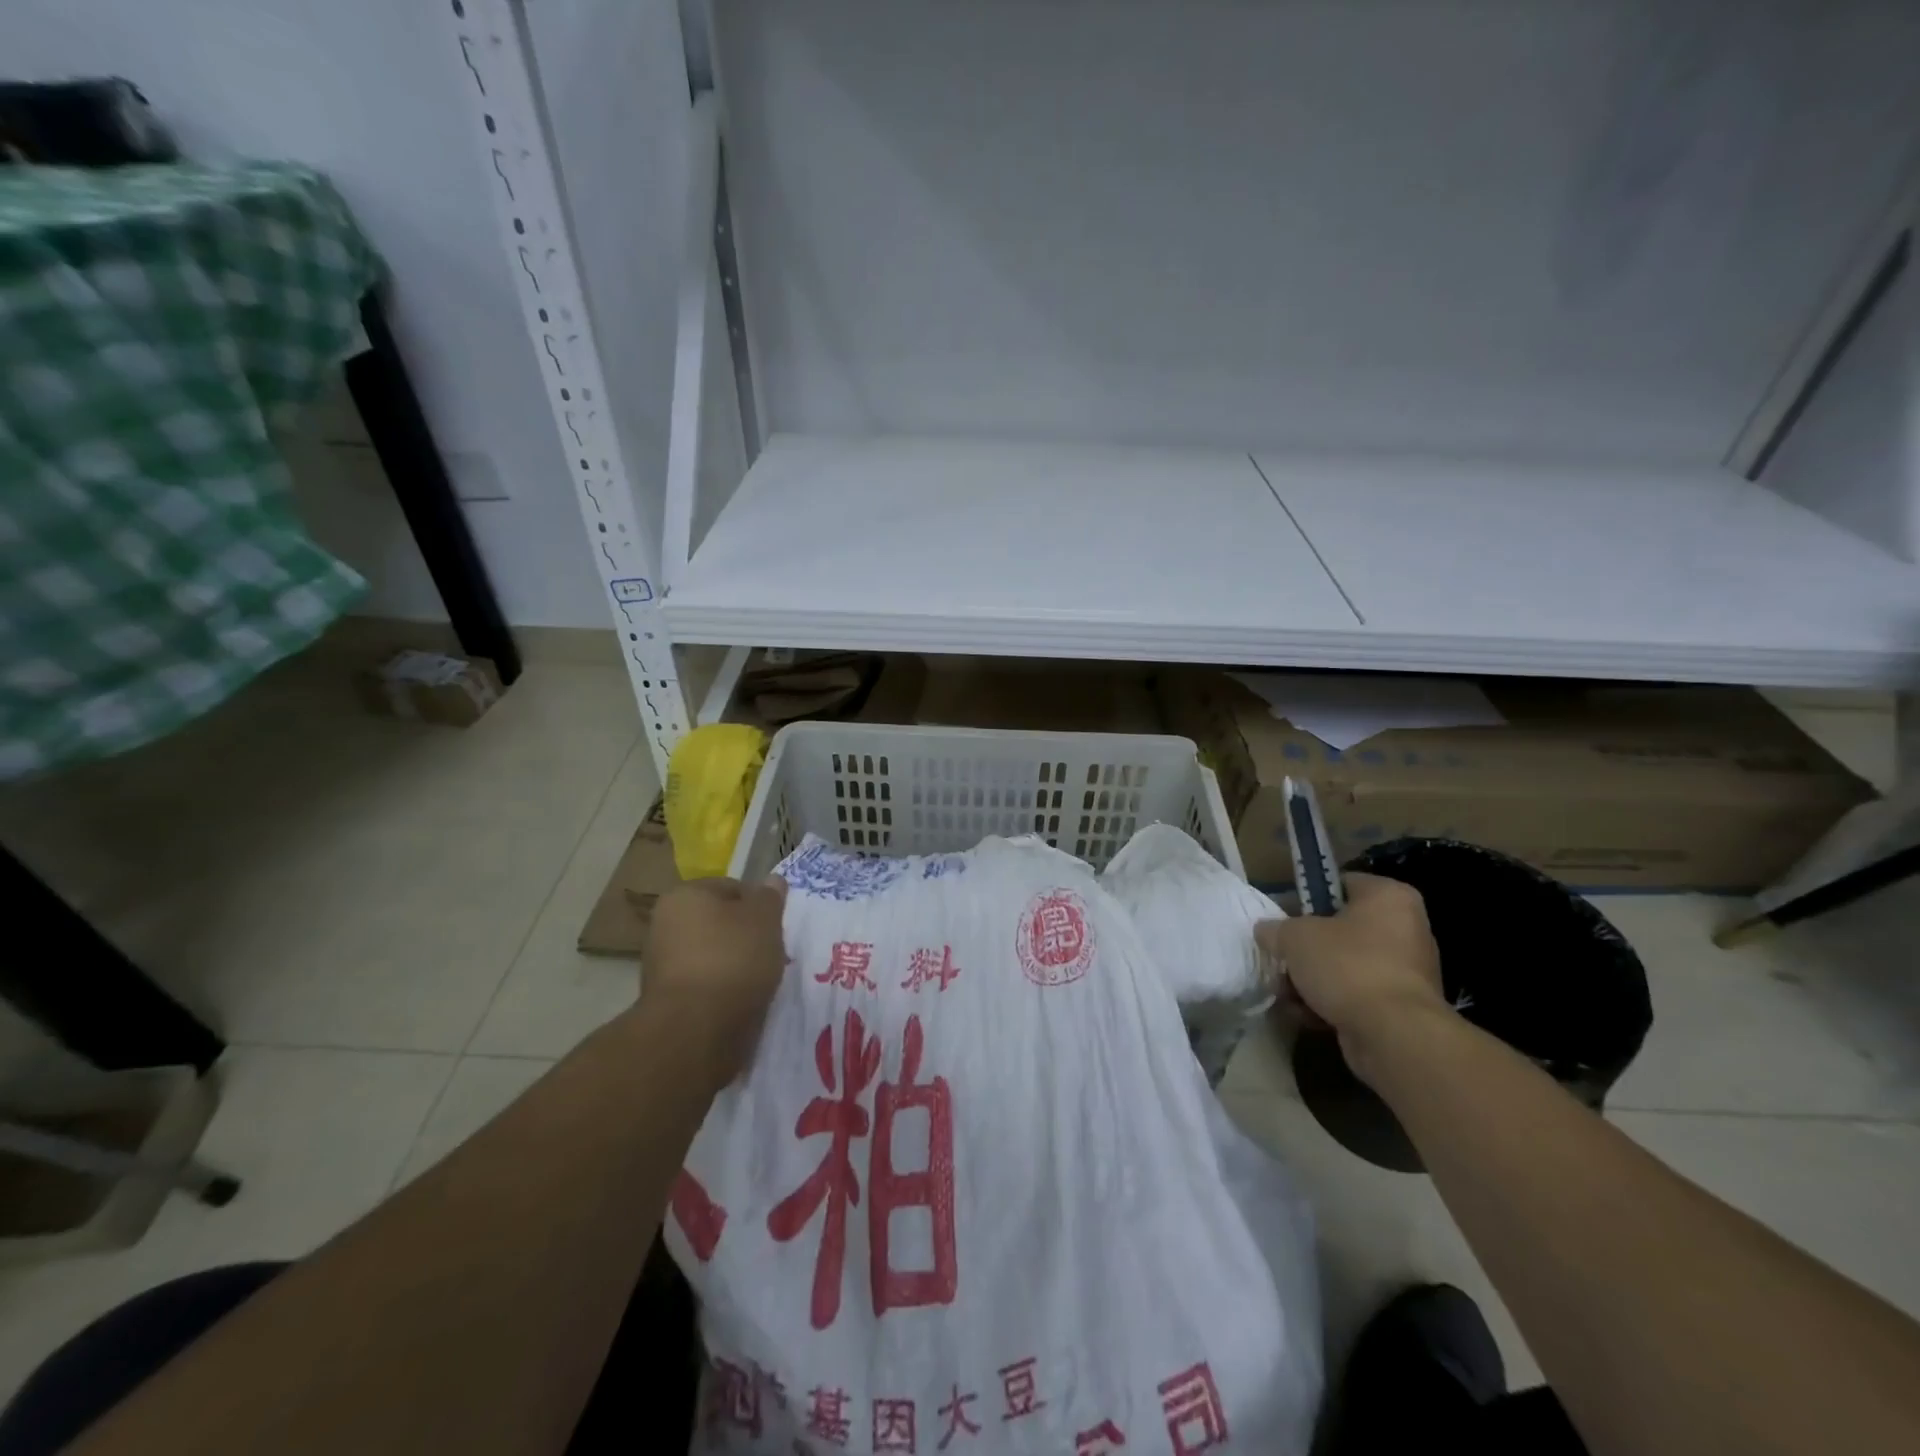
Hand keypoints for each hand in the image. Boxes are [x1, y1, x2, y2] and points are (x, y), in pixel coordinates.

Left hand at [642, 875, 788, 1087]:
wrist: (695, 1030)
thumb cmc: (732, 959)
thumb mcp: (764, 919)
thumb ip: (769, 897)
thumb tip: (772, 880)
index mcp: (684, 896)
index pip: (731, 888)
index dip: (759, 904)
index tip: (776, 926)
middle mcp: (664, 924)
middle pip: (720, 922)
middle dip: (746, 936)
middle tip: (772, 952)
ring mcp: (661, 964)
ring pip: (713, 954)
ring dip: (736, 964)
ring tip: (761, 981)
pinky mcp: (667, 1000)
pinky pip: (706, 984)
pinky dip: (724, 990)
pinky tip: (742, 1001)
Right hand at [1255, 873, 1446, 1071]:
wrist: (1393, 1035)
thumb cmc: (1346, 966)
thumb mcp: (1295, 936)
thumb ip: (1276, 928)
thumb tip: (1267, 931)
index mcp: (1388, 897)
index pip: (1340, 884)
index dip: (1305, 897)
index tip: (1281, 916)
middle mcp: (1405, 928)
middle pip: (1339, 930)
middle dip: (1305, 948)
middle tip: (1280, 958)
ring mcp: (1406, 971)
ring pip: (1344, 965)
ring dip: (1310, 979)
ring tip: (1284, 993)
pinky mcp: (1400, 1008)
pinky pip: (1355, 995)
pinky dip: (1328, 1002)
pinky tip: (1302, 1014)